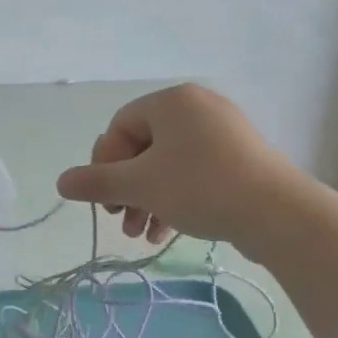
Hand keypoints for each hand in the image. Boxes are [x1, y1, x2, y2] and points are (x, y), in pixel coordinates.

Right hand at [55, 83, 295, 247]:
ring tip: (140, 235)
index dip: (105, 165)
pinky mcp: (239, 159)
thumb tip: (61, 182)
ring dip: (147, 201)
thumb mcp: (140, 186)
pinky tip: (166, 233)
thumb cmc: (200, 188)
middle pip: (143, 148)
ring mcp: (222, 133)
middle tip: (120, 220)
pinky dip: (175, 200)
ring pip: (168, 166)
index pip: (120, 127)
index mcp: (172, 102)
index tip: (105, 200)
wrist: (276, 213)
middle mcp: (197, 108)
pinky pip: (194, 174)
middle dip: (127, 189)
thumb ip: (97, 182)